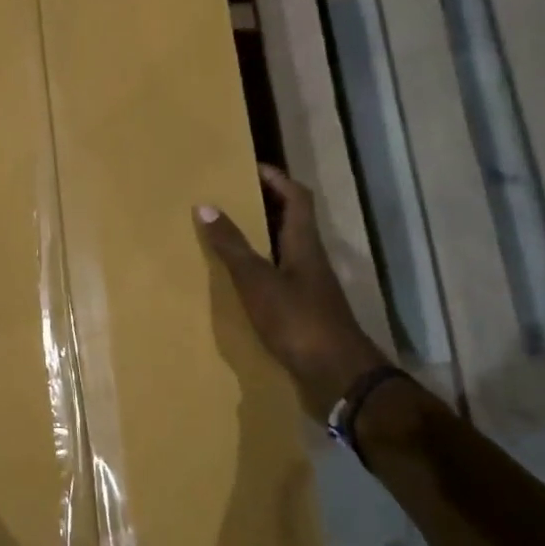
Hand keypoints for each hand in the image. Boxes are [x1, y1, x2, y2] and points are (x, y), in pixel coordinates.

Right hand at [196, 165, 386, 423]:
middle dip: (263, 204)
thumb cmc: (298, 321)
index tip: (249, 167)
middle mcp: (310, 260)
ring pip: (284, 249)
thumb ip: (232, 245)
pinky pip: (279, 277)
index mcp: (304, 244)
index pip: (296, 197)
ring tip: (226, 234)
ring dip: (260, 237)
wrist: (339, 378)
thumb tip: (206, 205)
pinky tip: (237, 280)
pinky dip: (259, 269)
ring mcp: (310, 287)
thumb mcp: (258, 280)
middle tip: (229, 197)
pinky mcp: (304, 312)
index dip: (276, 178)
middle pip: (290, 221)